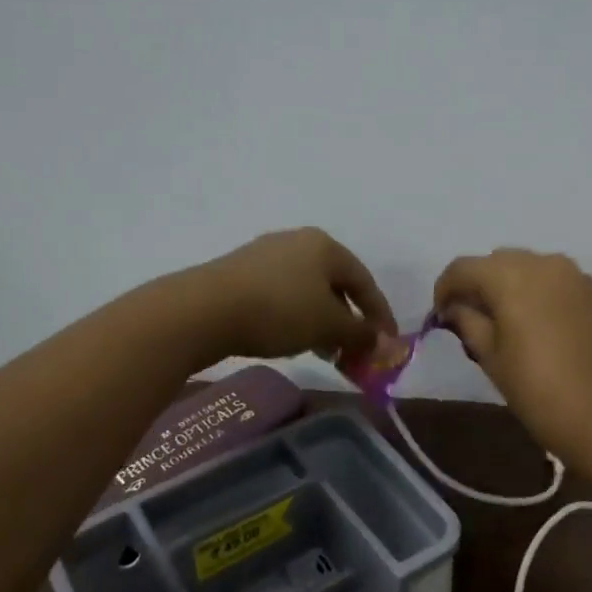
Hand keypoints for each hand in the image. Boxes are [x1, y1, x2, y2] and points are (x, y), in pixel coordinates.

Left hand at [193, 229, 394, 364]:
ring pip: (308, 290)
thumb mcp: (328, 325)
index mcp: (326, 245)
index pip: (365, 281)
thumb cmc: (279, 310)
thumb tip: (386, 344)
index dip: (380, 315)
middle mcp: (298, 241)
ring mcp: (266, 254)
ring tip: (323, 350)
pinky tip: (289, 338)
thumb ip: (361, 334)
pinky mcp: (240, 271)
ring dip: (322, 321)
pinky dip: (296, 316)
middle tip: (354, 350)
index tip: (387, 345)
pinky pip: (281, 294)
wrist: (203, 309)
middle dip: (349, 320)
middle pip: (336, 284)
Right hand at [433, 249, 591, 461]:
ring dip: (513, 287)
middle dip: (480, 285)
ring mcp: (580, 277)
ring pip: (532, 269)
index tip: (441, 317)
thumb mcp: (493, 361)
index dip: (444, 289)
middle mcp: (547, 263)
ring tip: (510, 326)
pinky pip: (560, 284)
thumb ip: (469, 323)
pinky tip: (545, 331)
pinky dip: (543, 296)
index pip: (463, 267)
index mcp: (513, 276)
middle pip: (499, 262)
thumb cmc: (544, 394)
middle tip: (473, 322)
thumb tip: (457, 307)